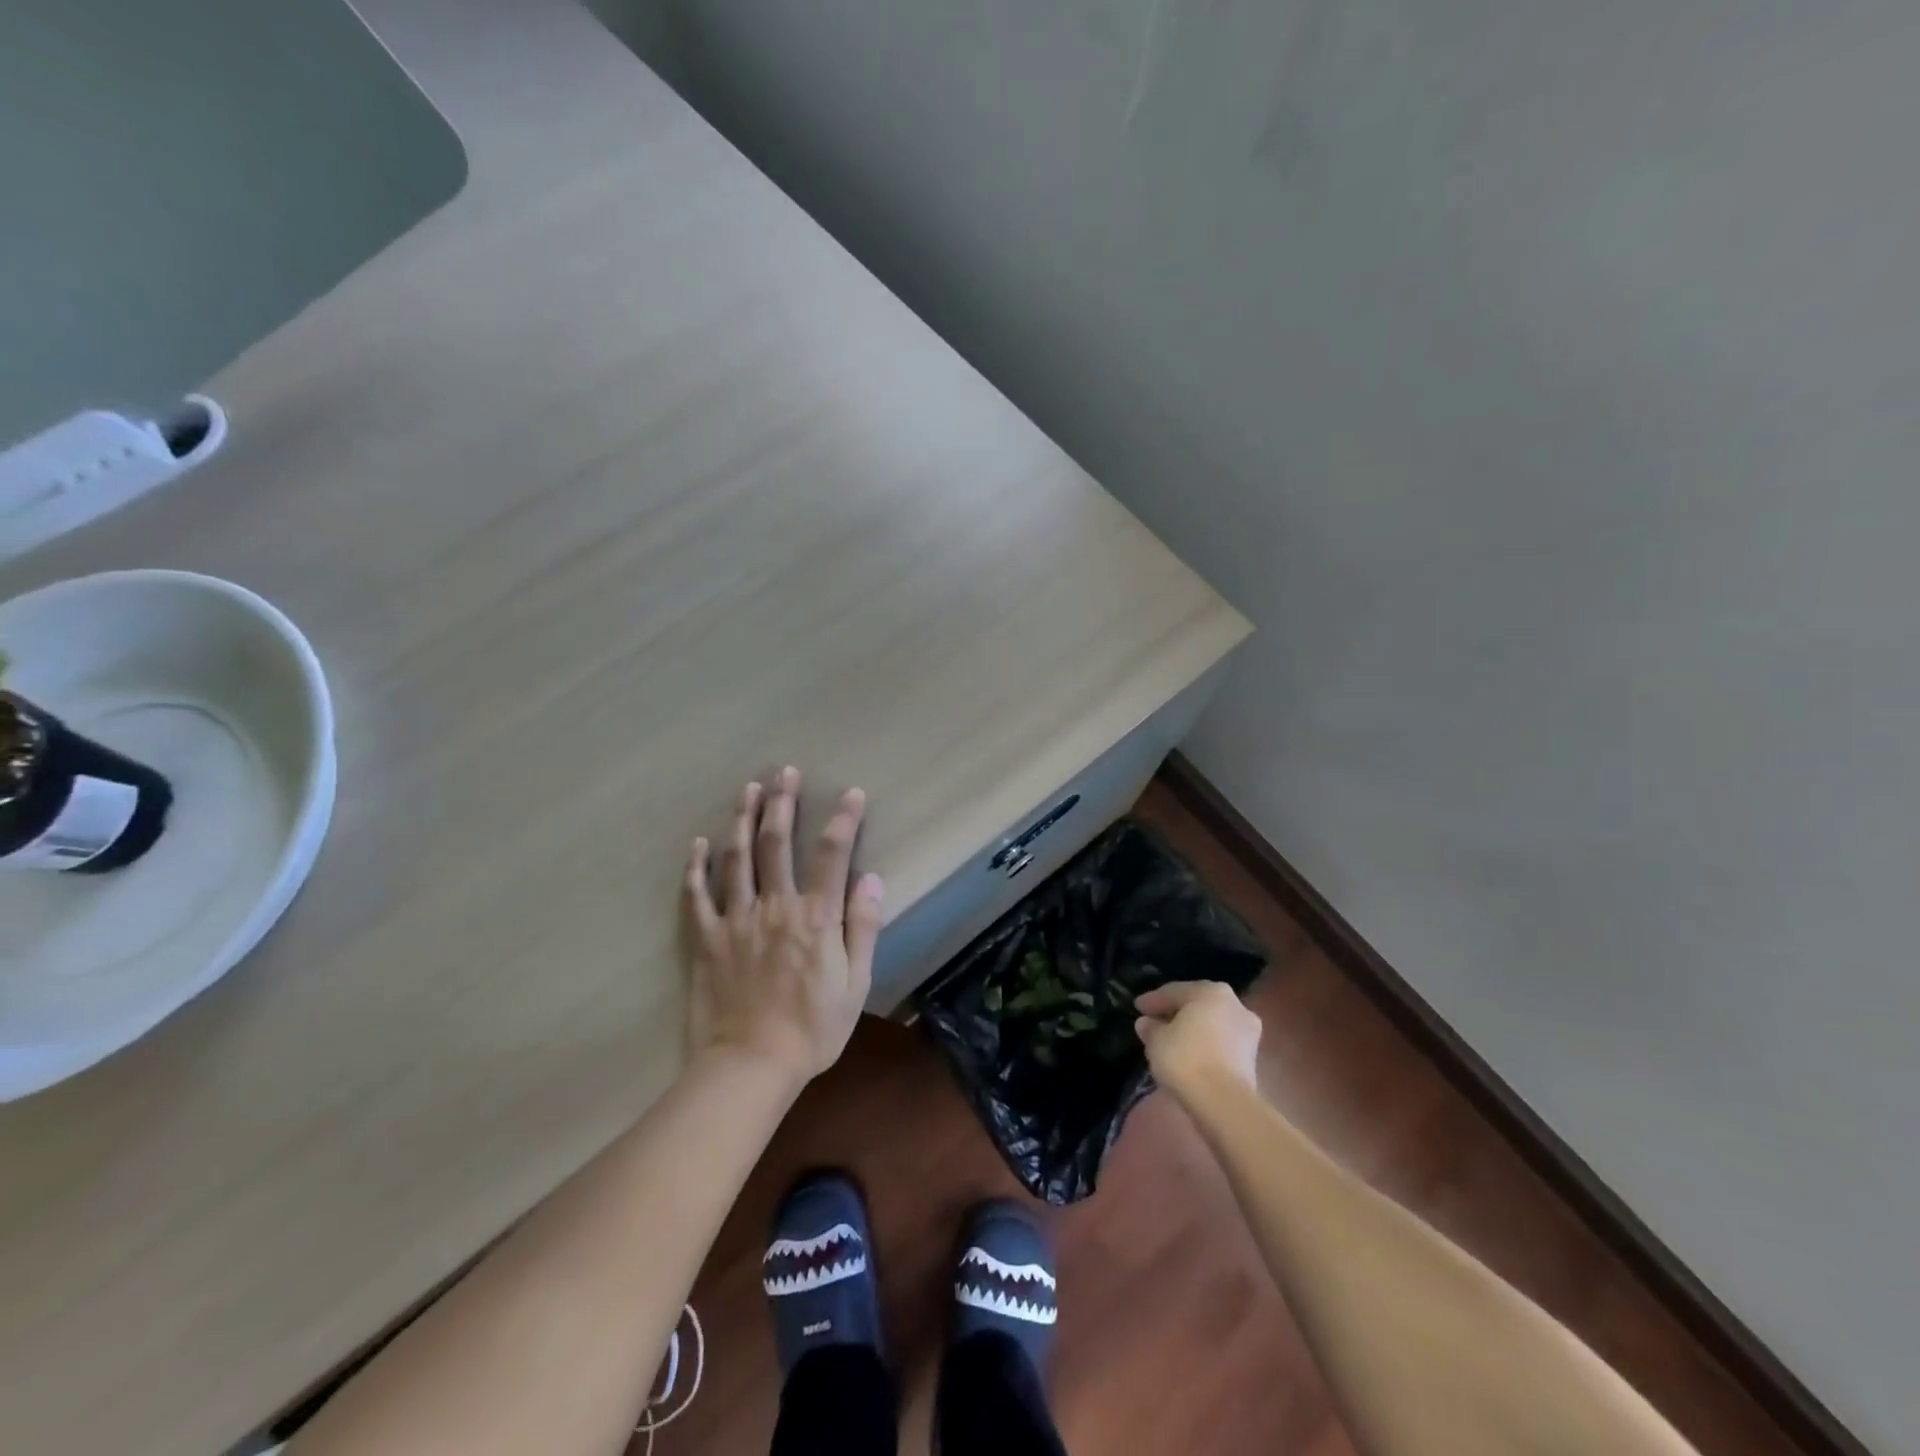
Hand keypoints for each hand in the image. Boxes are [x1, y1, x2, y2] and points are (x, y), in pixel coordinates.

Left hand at [684, 767, 883, 1087]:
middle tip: (784, 772)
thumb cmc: (812, 1028)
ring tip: (747, 789)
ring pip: (738, 859)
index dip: (843, 820)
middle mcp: (775, 907)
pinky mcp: (707, 939)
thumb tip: (872, 879)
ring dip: (743, 820)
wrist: (750, 1066)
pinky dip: (697, 867)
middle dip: (782, 804)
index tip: (850, 793)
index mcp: (815, 918)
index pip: (832, 855)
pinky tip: (699, 843)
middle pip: (778, 844)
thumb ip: (863, 928)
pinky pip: (698, 896)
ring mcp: (736, 920)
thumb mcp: (855, 983)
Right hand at [1135, 981, 1262, 1104]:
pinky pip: (1221, 1043)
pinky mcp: (1252, 1057)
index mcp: (1211, 991)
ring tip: (1170, 1040)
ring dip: (1192, 1030)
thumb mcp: (1156, 1040)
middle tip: (1154, 1021)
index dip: (1153, 1000)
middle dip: (1175, 1013)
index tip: (1137, 1008)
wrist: (1223, 1101)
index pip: (1175, 991)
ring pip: (1211, 1024)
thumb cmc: (1186, 1059)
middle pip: (1197, 1005)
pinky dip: (1205, 1045)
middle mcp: (1235, 1005)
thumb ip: (1151, 1028)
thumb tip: (1147, 1024)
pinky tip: (1189, 1055)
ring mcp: (1248, 1031)